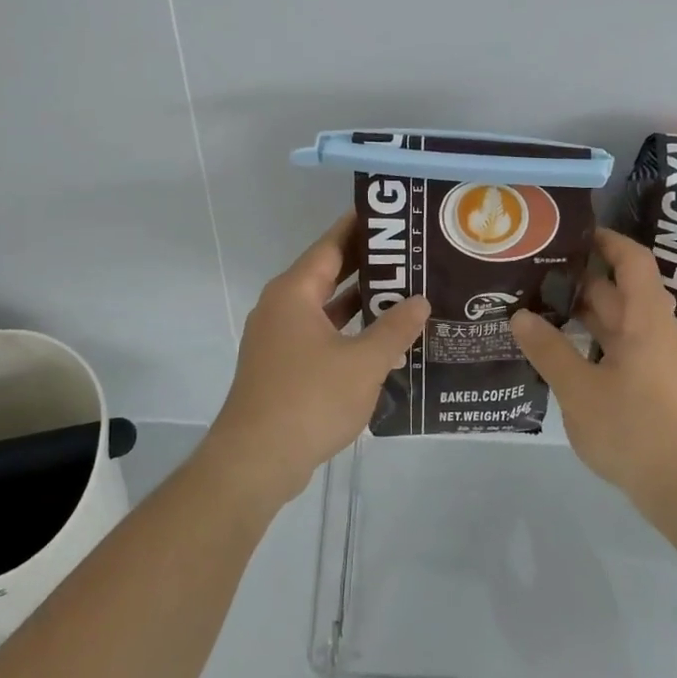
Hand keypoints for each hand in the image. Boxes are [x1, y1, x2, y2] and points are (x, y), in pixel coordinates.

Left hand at [203, 213, 429, 508]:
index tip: (391, 216)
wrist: (256, 461)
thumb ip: (395, 329)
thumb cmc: (310, 400)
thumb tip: (420, 301)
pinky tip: (381, 341)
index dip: (360, 228)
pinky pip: (320, 335)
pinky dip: (348, 332)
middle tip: (410, 255)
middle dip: (367, 265)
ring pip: (325, 308)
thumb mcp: (363, 363)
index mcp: (294, 293)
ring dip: (360, 303)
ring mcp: (279, 338)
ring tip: (405, 293)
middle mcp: (282, 307)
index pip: (330, 245)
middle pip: (328, 273)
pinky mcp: (282, 366)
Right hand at [510, 228, 676, 503]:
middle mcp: (654, 334)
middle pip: (619, 292)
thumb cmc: (636, 430)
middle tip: (534, 274)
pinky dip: (590, 344)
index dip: (607, 241)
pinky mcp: (652, 389)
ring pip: (616, 325)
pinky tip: (559, 353)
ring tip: (536, 308)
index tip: (572, 233)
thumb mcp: (580, 391)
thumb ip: (549, 351)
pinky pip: (618, 351)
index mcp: (645, 321)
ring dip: (581, 315)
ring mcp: (655, 363)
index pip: (632, 261)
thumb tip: (520, 316)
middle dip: (579, 280)